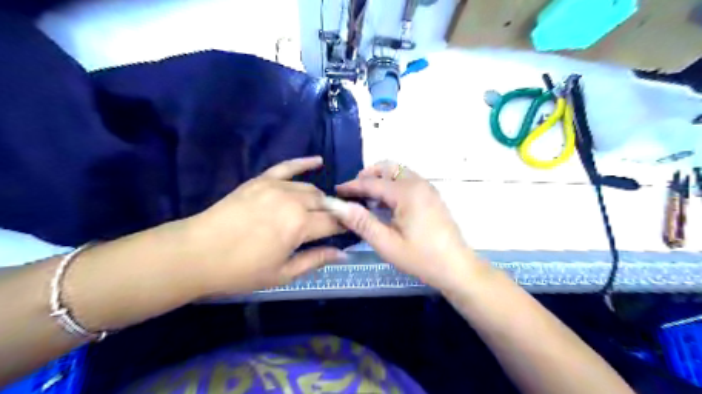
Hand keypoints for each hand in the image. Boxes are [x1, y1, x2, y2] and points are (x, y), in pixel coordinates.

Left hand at [181, 157, 343, 294]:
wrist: (195, 253)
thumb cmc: (240, 271)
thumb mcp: (282, 274)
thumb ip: (316, 260)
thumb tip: (344, 254)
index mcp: (300, 225)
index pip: (334, 222)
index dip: (345, 227)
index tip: (351, 232)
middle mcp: (293, 200)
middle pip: (324, 202)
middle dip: (333, 213)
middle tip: (334, 226)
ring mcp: (276, 186)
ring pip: (310, 188)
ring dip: (320, 198)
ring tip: (320, 210)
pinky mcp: (261, 180)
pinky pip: (287, 166)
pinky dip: (304, 163)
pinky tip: (318, 161)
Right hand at [326, 161, 489, 291]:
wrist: (457, 267)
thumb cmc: (421, 258)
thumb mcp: (387, 244)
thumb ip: (362, 222)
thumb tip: (338, 206)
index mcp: (407, 192)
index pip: (372, 182)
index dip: (352, 186)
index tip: (336, 191)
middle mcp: (419, 184)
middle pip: (388, 168)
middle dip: (369, 175)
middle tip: (354, 191)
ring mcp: (428, 189)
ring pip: (399, 172)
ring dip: (382, 179)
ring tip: (368, 198)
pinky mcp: (432, 196)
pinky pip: (408, 181)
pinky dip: (394, 185)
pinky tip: (387, 204)